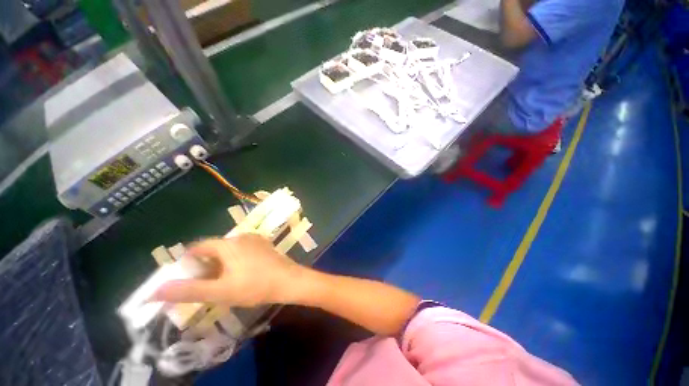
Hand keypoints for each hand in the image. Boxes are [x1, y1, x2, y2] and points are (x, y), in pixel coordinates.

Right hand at [153, 234, 306, 306]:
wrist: (289, 280)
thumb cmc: (254, 286)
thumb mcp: (219, 291)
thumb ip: (188, 290)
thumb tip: (155, 291)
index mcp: (228, 243)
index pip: (199, 247)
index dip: (188, 262)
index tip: (186, 278)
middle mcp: (241, 236)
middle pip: (214, 249)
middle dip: (205, 265)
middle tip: (204, 284)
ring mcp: (255, 240)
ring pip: (229, 250)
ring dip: (220, 264)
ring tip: (221, 282)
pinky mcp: (264, 245)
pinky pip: (243, 250)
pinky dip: (234, 260)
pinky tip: (240, 275)